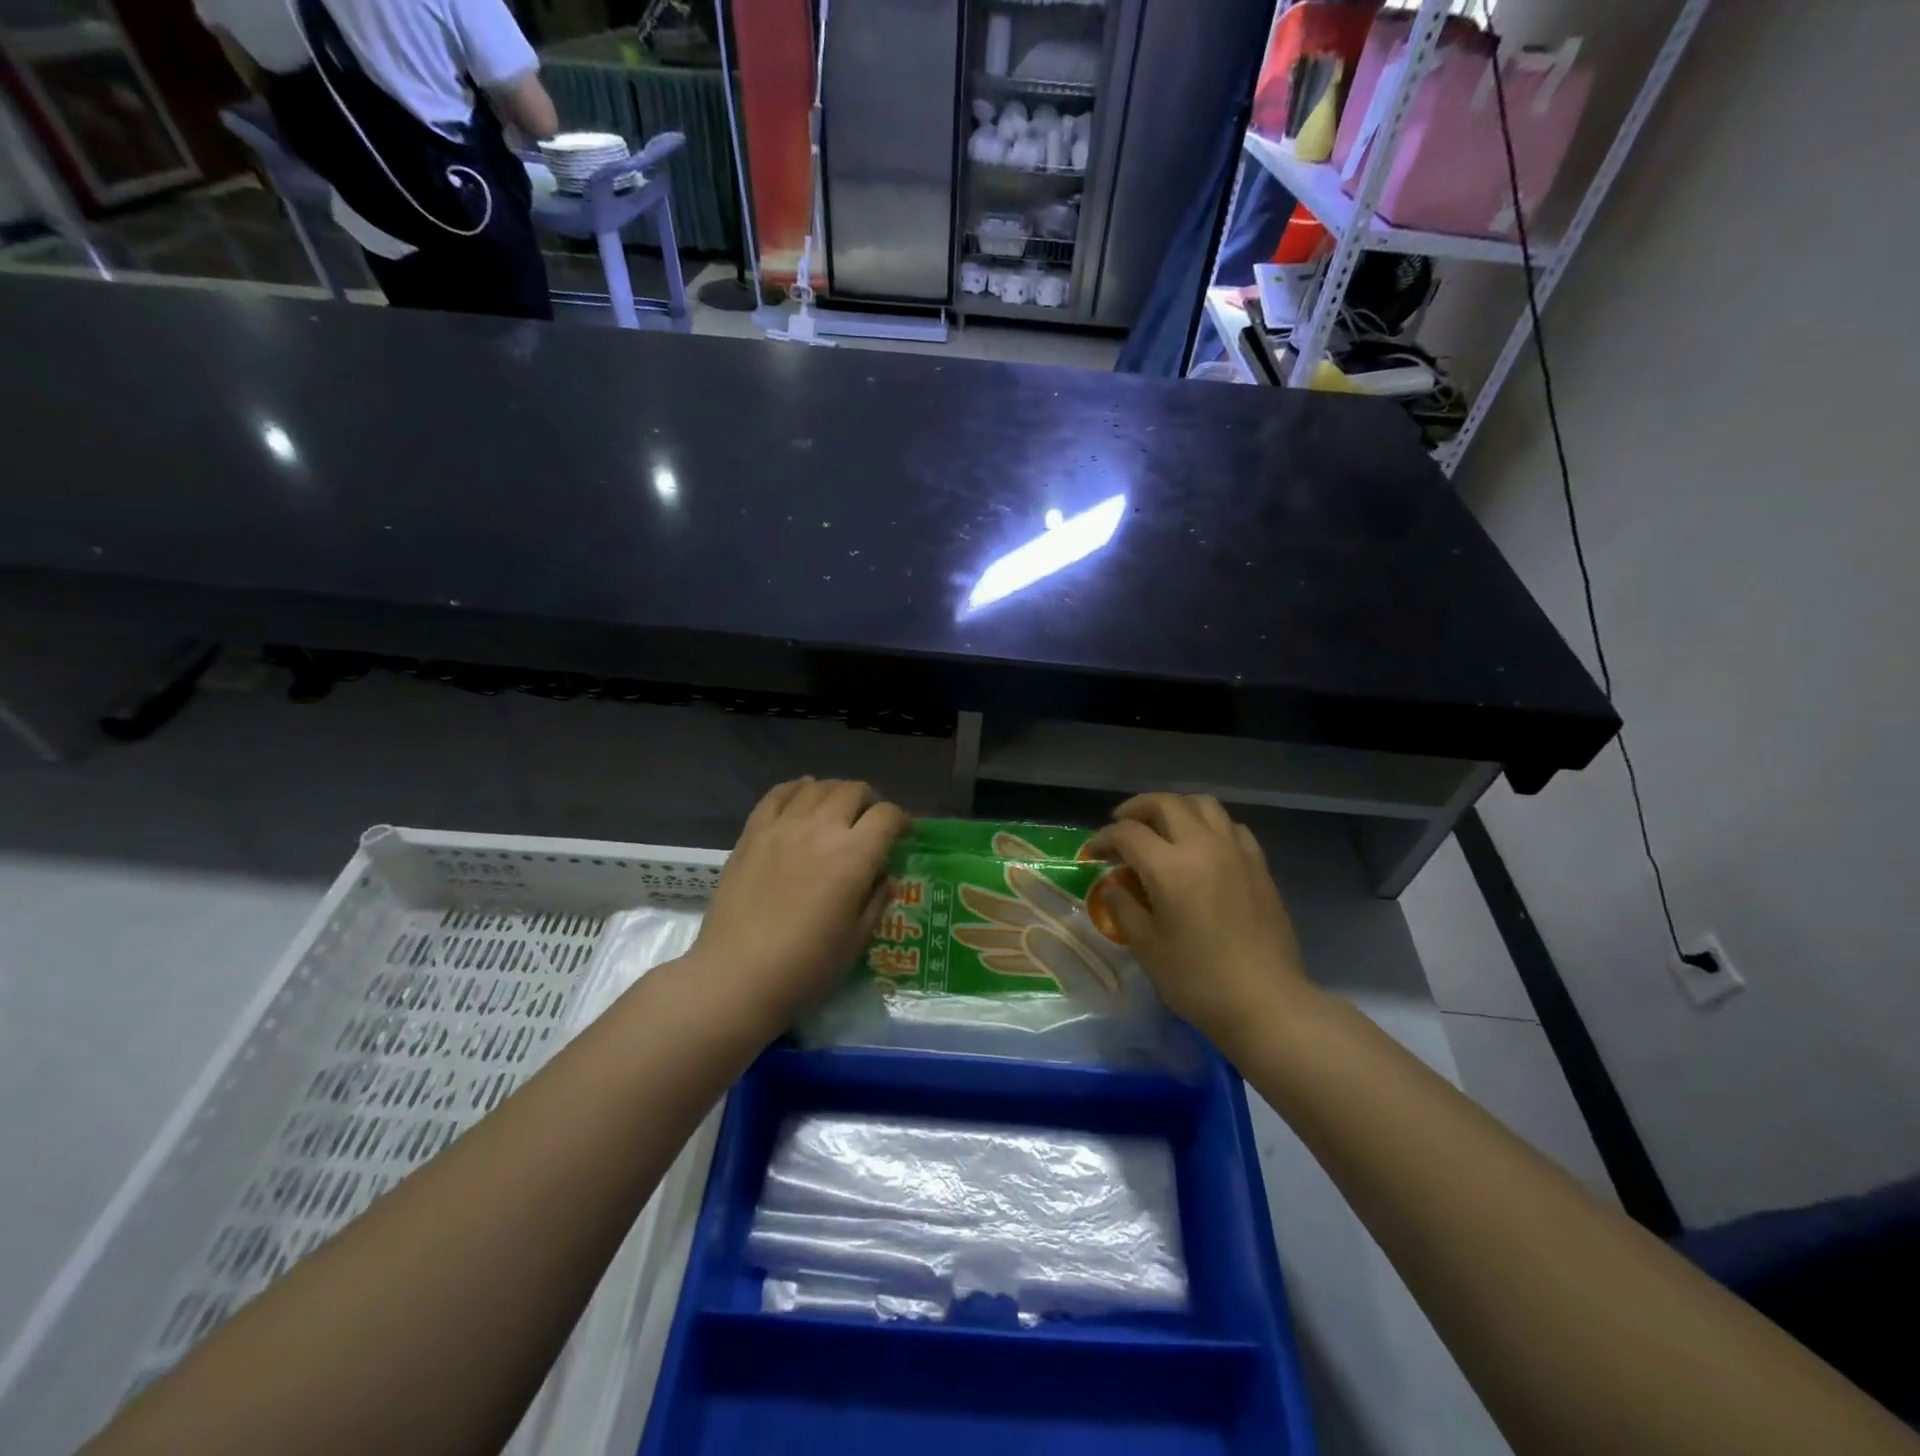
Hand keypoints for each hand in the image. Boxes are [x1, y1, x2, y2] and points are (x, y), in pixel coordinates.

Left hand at [690, 778, 909, 1026]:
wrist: (737, 974)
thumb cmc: (806, 965)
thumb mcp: (856, 939)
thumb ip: (876, 900)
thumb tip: (886, 877)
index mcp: (854, 855)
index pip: (887, 816)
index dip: (902, 820)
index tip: (904, 834)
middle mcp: (821, 829)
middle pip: (853, 791)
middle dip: (870, 801)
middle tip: (870, 822)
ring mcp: (783, 827)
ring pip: (816, 787)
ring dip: (835, 793)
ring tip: (836, 809)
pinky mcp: (752, 833)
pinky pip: (777, 795)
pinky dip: (795, 789)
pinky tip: (800, 795)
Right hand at [1086, 793, 1315, 1056]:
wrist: (1265, 1002)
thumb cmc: (1198, 979)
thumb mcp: (1147, 947)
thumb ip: (1124, 908)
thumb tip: (1113, 886)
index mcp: (1169, 867)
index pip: (1128, 833)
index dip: (1104, 838)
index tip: (1093, 854)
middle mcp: (1203, 846)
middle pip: (1166, 803)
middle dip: (1137, 808)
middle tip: (1122, 825)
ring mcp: (1235, 852)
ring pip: (1203, 804)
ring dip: (1175, 807)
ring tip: (1162, 826)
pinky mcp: (1258, 865)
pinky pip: (1230, 826)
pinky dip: (1209, 824)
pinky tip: (1202, 846)